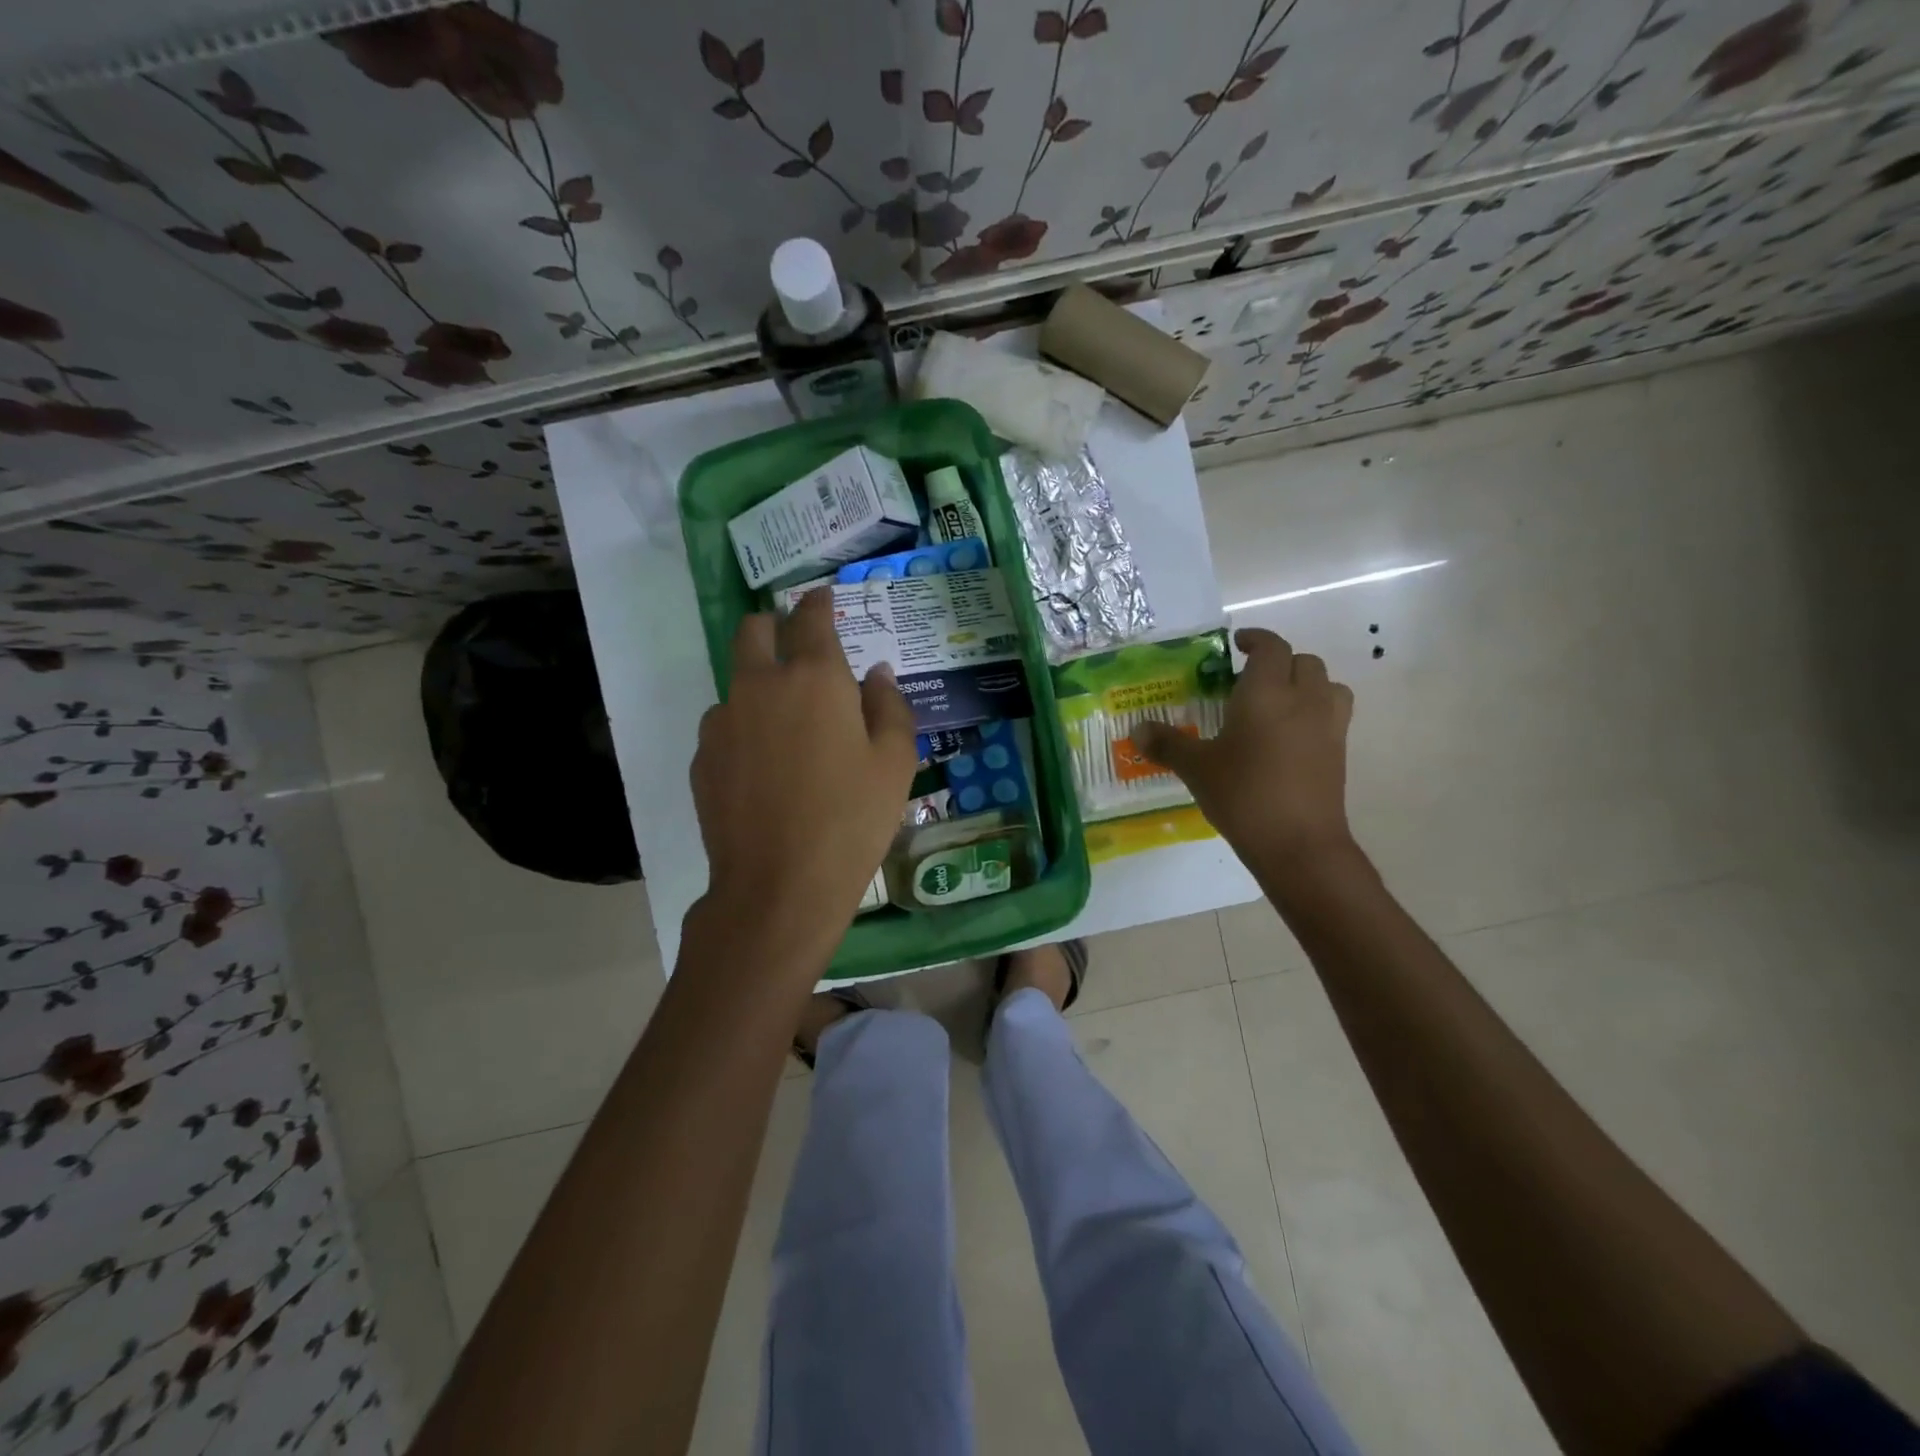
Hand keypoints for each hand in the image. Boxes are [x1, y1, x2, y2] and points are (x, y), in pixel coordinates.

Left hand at [689, 590, 917, 965]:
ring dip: (760, 686)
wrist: (778, 887)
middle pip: (753, 630)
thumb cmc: (852, 820)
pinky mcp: (703, 757)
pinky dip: (745, 729)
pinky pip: (725, 725)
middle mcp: (760, 685)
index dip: (819, 602)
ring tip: (787, 730)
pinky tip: (765, 769)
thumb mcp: (896, 763)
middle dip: (773, 625)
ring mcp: (723, 720)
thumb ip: (890, 706)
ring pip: (737, 682)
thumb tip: (876, 674)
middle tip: (796, 646)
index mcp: (814, 678)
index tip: (825, 597)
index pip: (811, 618)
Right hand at [1138, 628, 1354, 868]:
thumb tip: (1138, 730)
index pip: (1271, 647)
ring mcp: (1328, 726)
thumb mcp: (1196, 769)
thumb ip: (1167, 744)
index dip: (1255, 639)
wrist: (1299, 844)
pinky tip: (1290, 736)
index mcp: (1266, 693)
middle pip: (1304, 661)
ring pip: (1328, 685)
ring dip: (1306, 683)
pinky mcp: (1339, 752)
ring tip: (1279, 702)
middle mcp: (1303, 700)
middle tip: (1251, 679)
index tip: (1237, 643)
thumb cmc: (1243, 795)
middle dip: (1280, 662)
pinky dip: (1316, 711)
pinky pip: (1333, 715)